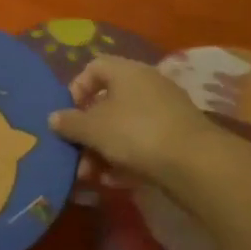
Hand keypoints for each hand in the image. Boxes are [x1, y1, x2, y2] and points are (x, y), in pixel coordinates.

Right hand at [49, 56, 215, 187]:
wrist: (196, 164)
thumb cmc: (136, 133)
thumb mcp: (94, 129)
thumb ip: (70, 122)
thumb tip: (54, 118)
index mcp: (127, 71)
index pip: (94, 68)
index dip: (77, 89)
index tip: (69, 114)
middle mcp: (147, 84)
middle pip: (108, 102)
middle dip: (88, 132)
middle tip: (77, 155)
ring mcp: (165, 111)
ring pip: (124, 126)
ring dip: (103, 150)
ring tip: (93, 176)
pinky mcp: (177, 137)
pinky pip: (142, 143)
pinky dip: (126, 159)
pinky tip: (116, 182)